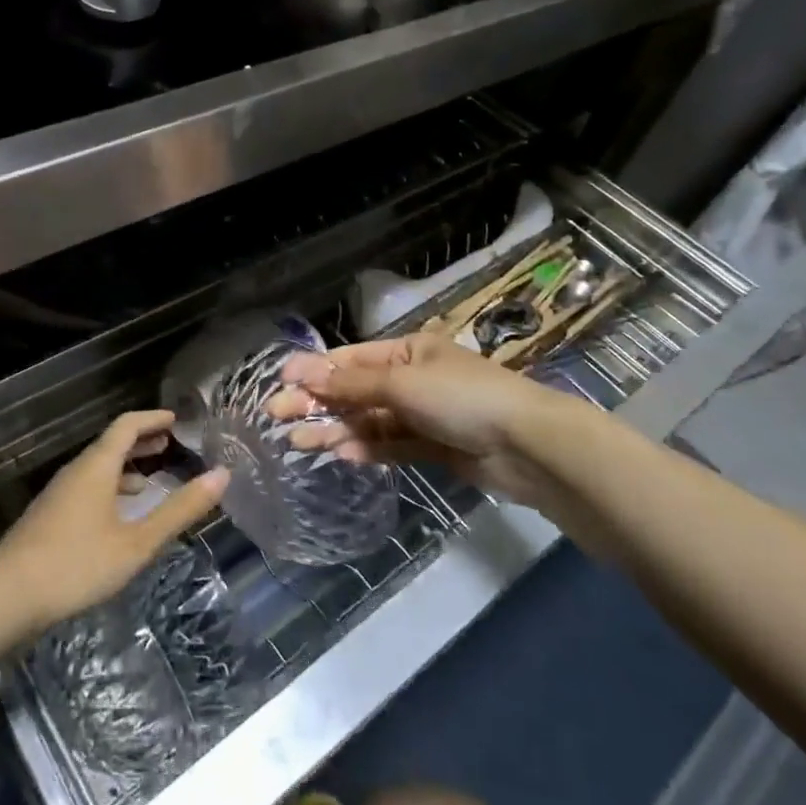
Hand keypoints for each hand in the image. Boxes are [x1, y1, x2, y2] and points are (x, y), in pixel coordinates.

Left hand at [0, 411, 229, 634]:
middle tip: (171, 443)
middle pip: (112, 443)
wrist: (6, 597)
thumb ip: (179, 510)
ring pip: (99, 467)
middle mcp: (77, 470)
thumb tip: (222, 475)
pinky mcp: (51, 516)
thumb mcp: (137, 542)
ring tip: (152, 479)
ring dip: (127, 467)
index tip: (177, 419)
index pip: (127, 425)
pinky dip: (111, 488)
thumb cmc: (76, 564)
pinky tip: (119, 516)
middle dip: (142, 441)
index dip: (153, 418)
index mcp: (97, 465)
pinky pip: (88, 487)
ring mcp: (60, 493)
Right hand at [268, 332, 589, 505]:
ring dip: (337, 428)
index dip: (315, 369)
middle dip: (318, 401)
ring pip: (370, 420)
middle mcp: (413, 379)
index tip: (280, 382)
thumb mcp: (402, 384)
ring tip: (299, 441)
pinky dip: (367, 448)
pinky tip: (340, 454)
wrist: (528, 446)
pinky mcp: (435, 447)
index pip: (352, 358)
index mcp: (409, 351)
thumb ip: (351, 385)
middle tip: (277, 415)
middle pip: (356, 390)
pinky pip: (392, 444)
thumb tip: (303, 375)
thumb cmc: (462, 398)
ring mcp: (424, 414)